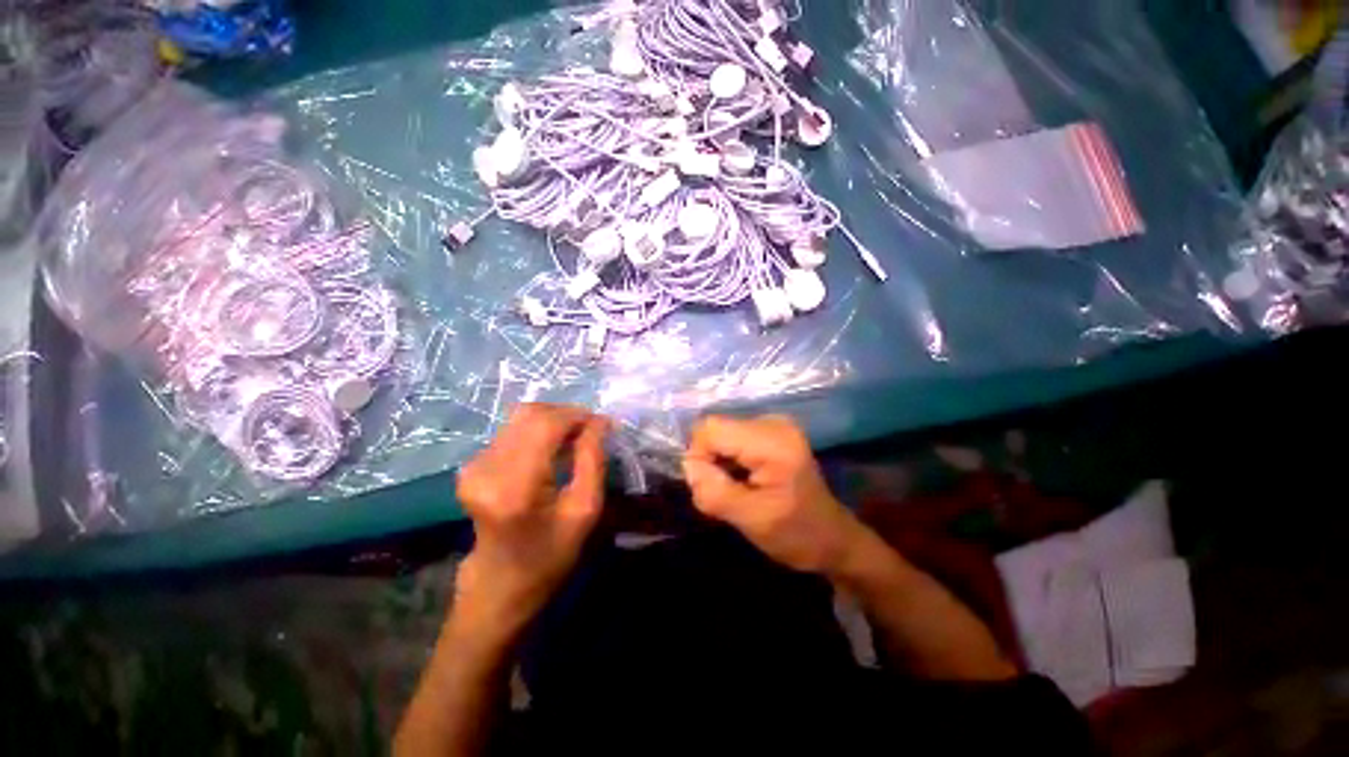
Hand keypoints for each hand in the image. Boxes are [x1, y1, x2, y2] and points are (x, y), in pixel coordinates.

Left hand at [454, 404, 609, 637]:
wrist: (499, 586)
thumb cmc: (549, 555)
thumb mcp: (585, 510)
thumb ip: (593, 460)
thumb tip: (599, 422)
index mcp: (515, 485)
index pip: (546, 424)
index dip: (577, 415)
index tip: (602, 424)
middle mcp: (486, 468)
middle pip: (530, 414)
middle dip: (566, 414)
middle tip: (590, 431)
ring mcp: (473, 466)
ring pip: (521, 419)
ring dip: (553, 422)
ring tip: (574, 440)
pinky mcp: (471, 466)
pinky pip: (512, 431)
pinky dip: (539, 432)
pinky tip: (552, 450)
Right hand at [682, 414, 863, 575]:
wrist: (832, 537)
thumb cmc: (796, 533)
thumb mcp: (751, 520)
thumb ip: (714, 491)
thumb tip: (688, 465)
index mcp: (772, 442)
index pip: (710, 428)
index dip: (699, 456)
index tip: (712, 487)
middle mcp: (772, 422)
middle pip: (715, 428)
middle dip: (710, 460)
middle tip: (727, 492)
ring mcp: (772, 423)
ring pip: (720, 432)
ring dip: (718, 461)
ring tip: (738, 487)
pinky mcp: (770, 430)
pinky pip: (731, 436)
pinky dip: (728, 458)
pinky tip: (744, 477)